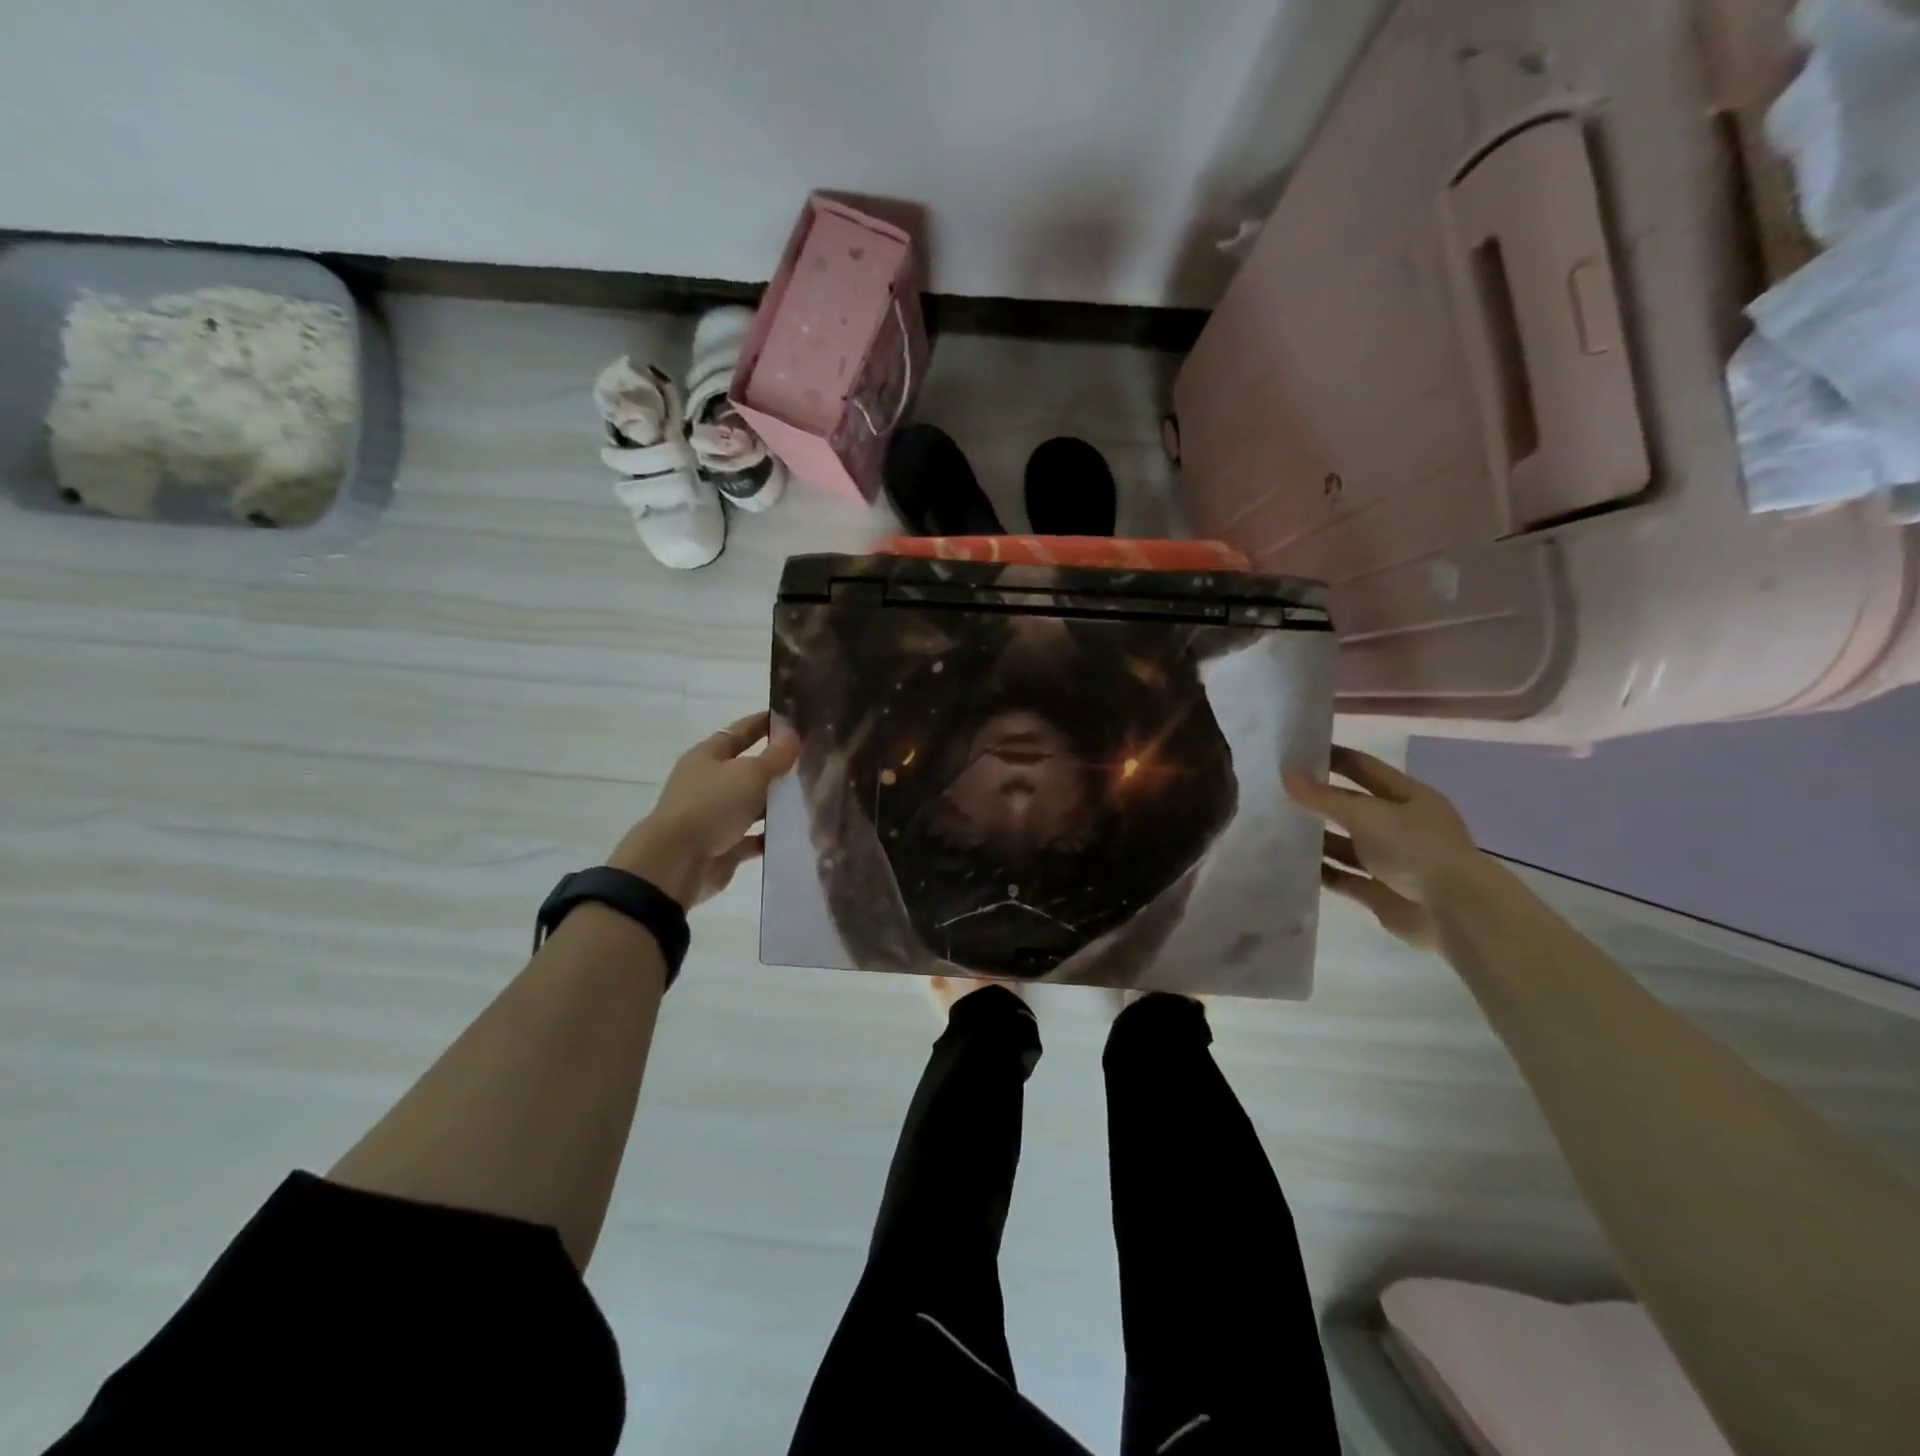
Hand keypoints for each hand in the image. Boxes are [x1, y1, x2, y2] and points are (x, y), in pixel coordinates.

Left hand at [608, 712, 800, 909]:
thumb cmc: (712, 806)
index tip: (791, 718)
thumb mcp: (750, 774)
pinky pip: (752, 838)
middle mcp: (708, 784)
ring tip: (812, 797)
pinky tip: (797, 832)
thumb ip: (775, 756)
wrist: (678, 863)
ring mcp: (713, 817)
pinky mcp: (722, 847)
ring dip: (775, 803)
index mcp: (707, 757)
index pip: (739, 732)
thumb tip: (792, 734)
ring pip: (751, 805)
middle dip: (775, 766)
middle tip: (811, 760)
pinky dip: (771, 836)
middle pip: (746, 769)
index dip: (763, 724)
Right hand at [1284, 745, 1482, 949]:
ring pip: (1347, 844)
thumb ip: (1325, 798)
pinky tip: (1292, 864)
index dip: (1334, 758)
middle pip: (1353, 808)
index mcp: (1409, 798)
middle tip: (1277, 791)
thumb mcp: (1366, 815)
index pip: (1364, 768)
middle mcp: (1401, 826)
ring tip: (1278, 828)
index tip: (1296, 752)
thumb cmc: (1415, 849)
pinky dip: (1322, 872)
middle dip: (1320, 801)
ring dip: (1318, 838)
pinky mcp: (1380, 892)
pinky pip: (1344, 877)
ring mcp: (1392, 861)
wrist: (1454, 912)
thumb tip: (1287, 776)